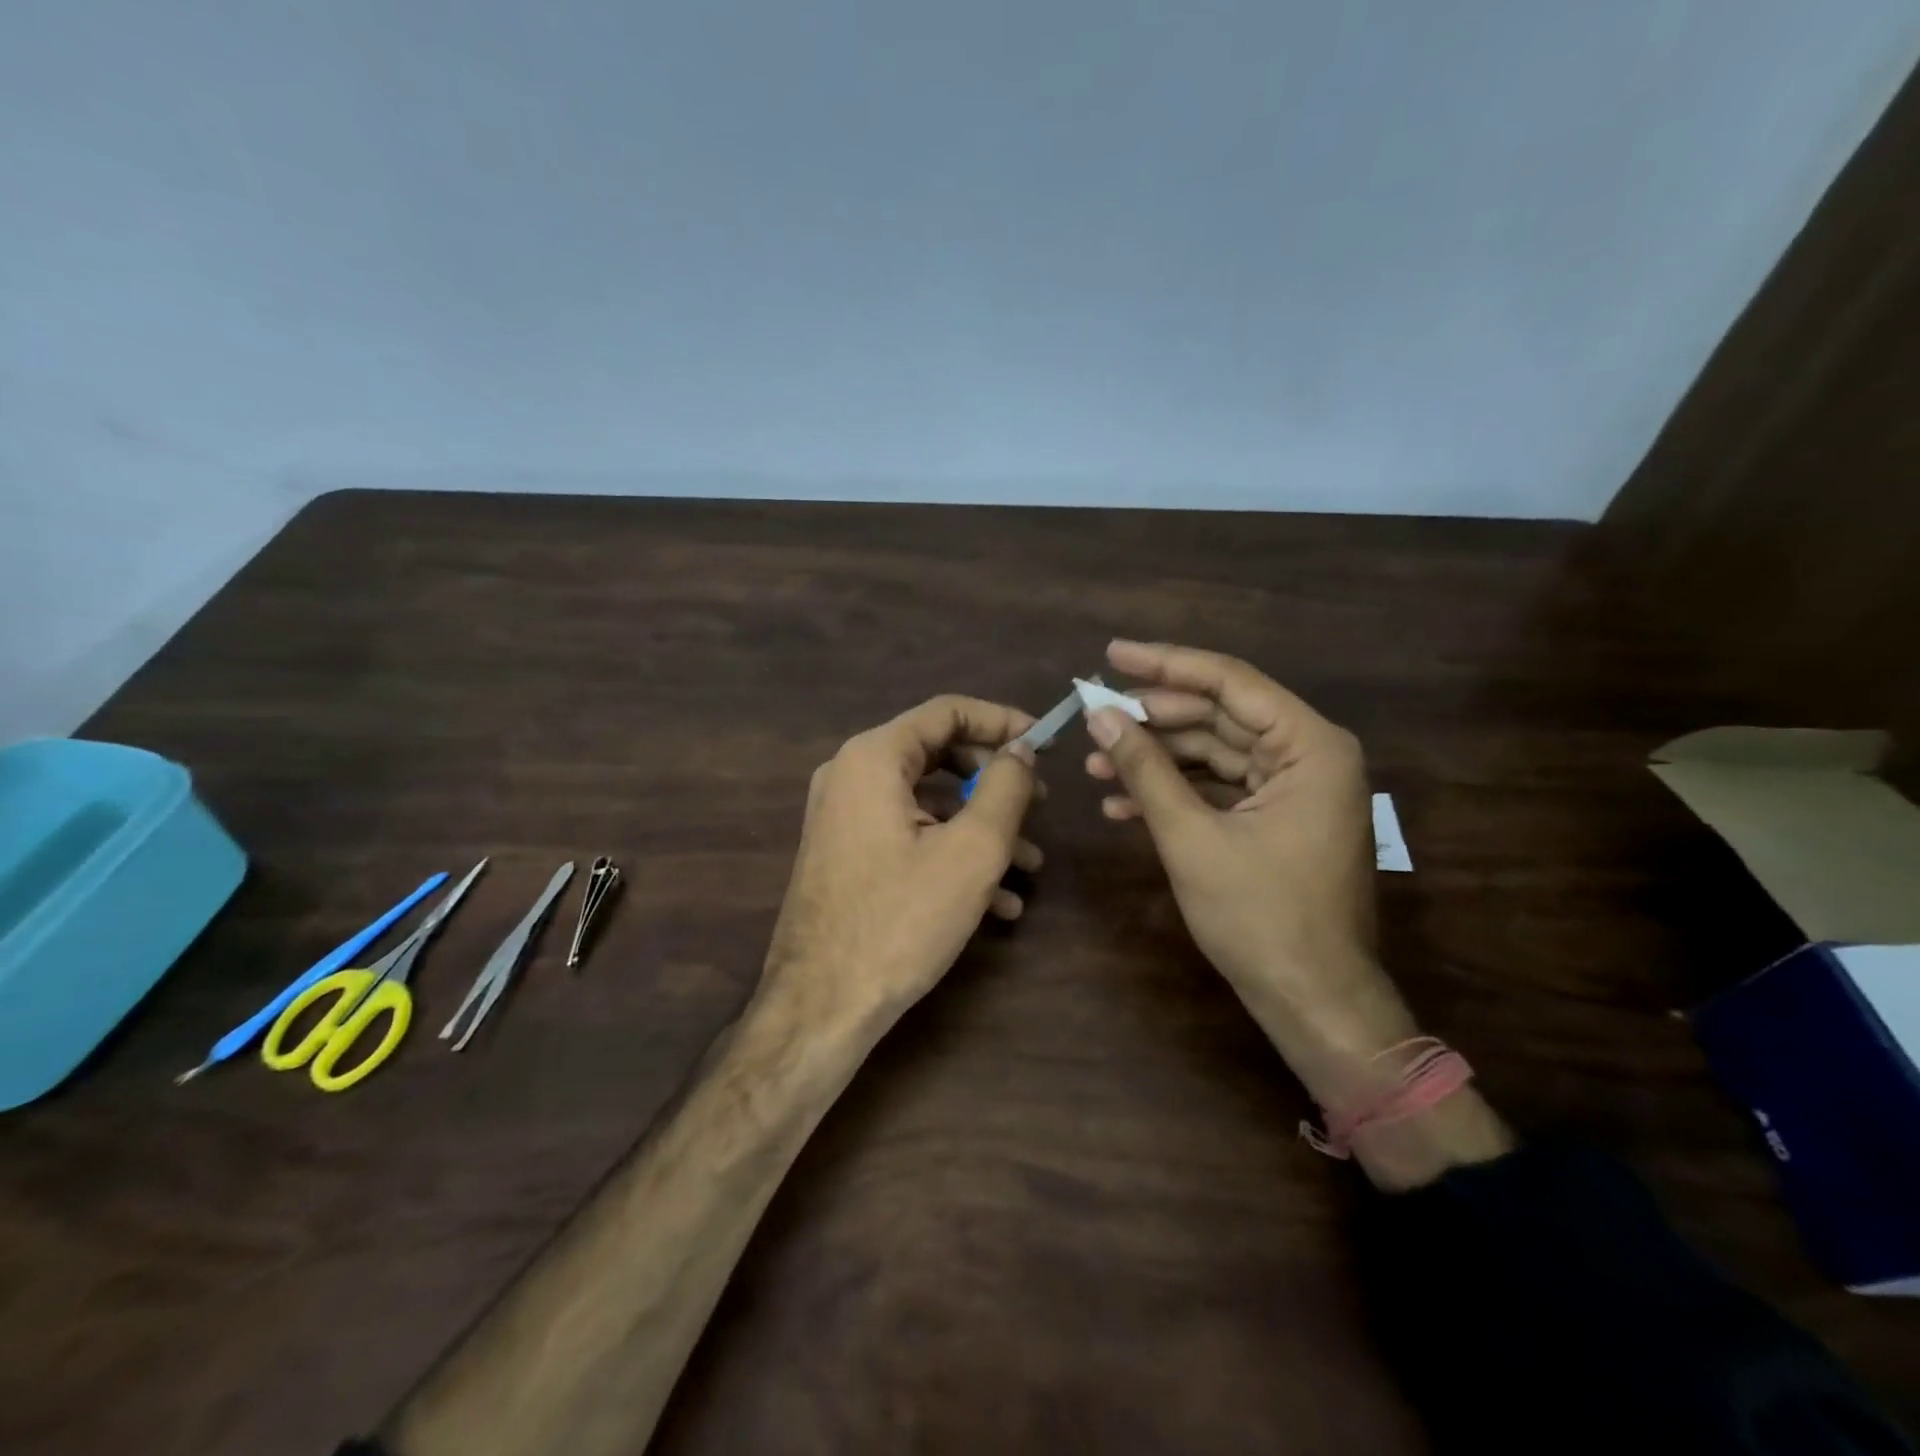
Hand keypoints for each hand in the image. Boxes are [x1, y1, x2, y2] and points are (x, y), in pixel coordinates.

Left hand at [761, 695, 1043, 1039]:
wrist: (821, 1006)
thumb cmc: (901, 920)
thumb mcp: (971, 851)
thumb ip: (1005, 788)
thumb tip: (1021, 749)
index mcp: (874, 757)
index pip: (947, 711)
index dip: (1002, 721)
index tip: (1045, 744)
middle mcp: (851, 775)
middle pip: (938, 753)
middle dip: (995, 780)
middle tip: (1039, 805)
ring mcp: (844, 818)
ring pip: (928, 802)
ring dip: (982, 827)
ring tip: (1030, 865)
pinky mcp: (847, 855)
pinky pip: (908, 835)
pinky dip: (951, 853)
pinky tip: (997, 901)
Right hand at [1084, 640, 1417, 1105]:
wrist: (1311, 1000)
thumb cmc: (1260, 917)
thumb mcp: (1191, 837)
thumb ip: (1146, 768)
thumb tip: (1100, 715)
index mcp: (1308, 746)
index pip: (1229, 682)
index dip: (1165, 665)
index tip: (1111, 654)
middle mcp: (1308, 754)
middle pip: (1218, 714)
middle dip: (1153, 719)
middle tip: (1094, 718)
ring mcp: (1293, 787)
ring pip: (1213, 752)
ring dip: (1156, 758)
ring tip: (1096, 764)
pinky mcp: (1276, 816)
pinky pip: (1219, 787)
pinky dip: (1175, 791)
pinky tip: (1121, 803)